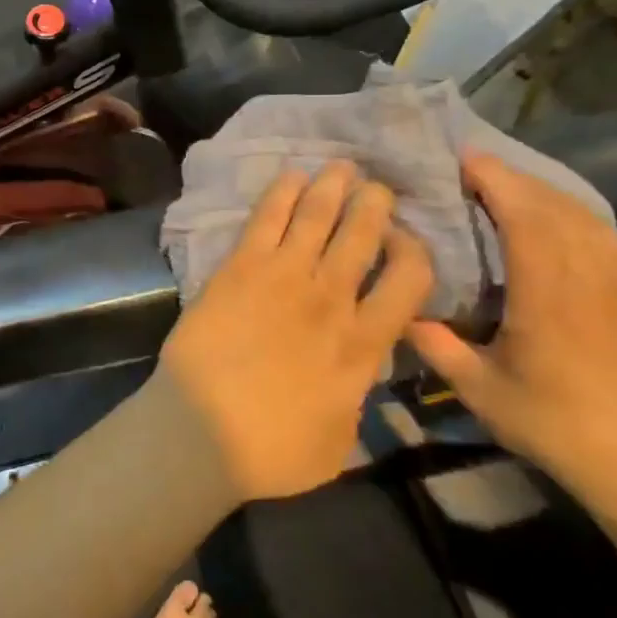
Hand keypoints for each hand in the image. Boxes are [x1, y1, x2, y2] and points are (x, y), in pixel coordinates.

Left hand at [156, 161, 435, 501]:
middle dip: (375, 204)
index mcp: (363, 344)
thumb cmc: (272, 450)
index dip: (415, 252)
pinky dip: (283, 192)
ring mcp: (284, 277)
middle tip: (378, 187)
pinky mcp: (240, 267)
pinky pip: (267, 217)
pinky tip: (293, 175)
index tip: (405, 243)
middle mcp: (331, 299)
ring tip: (343, 166)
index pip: (410, 280)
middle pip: (364, 234)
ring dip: (334, 186)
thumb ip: (357, 398)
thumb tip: (361, 373)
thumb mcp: (339, 442)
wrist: (201, 431)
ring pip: (318, 215)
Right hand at [406, 153, 616, 510]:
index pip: (525, 216)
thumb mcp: (481, 391)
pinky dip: (578, 216)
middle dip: (514, 178)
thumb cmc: (555, 424)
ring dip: (547, 193)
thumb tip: (402, 313)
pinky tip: (562, 221)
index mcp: (548, 293)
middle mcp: (589, 276)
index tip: (465, 158)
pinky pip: (607, 238)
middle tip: (476, 166)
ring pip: (585, 217)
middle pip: (554, 206)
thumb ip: (437, 347)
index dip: (496, 180)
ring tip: (512, 187)